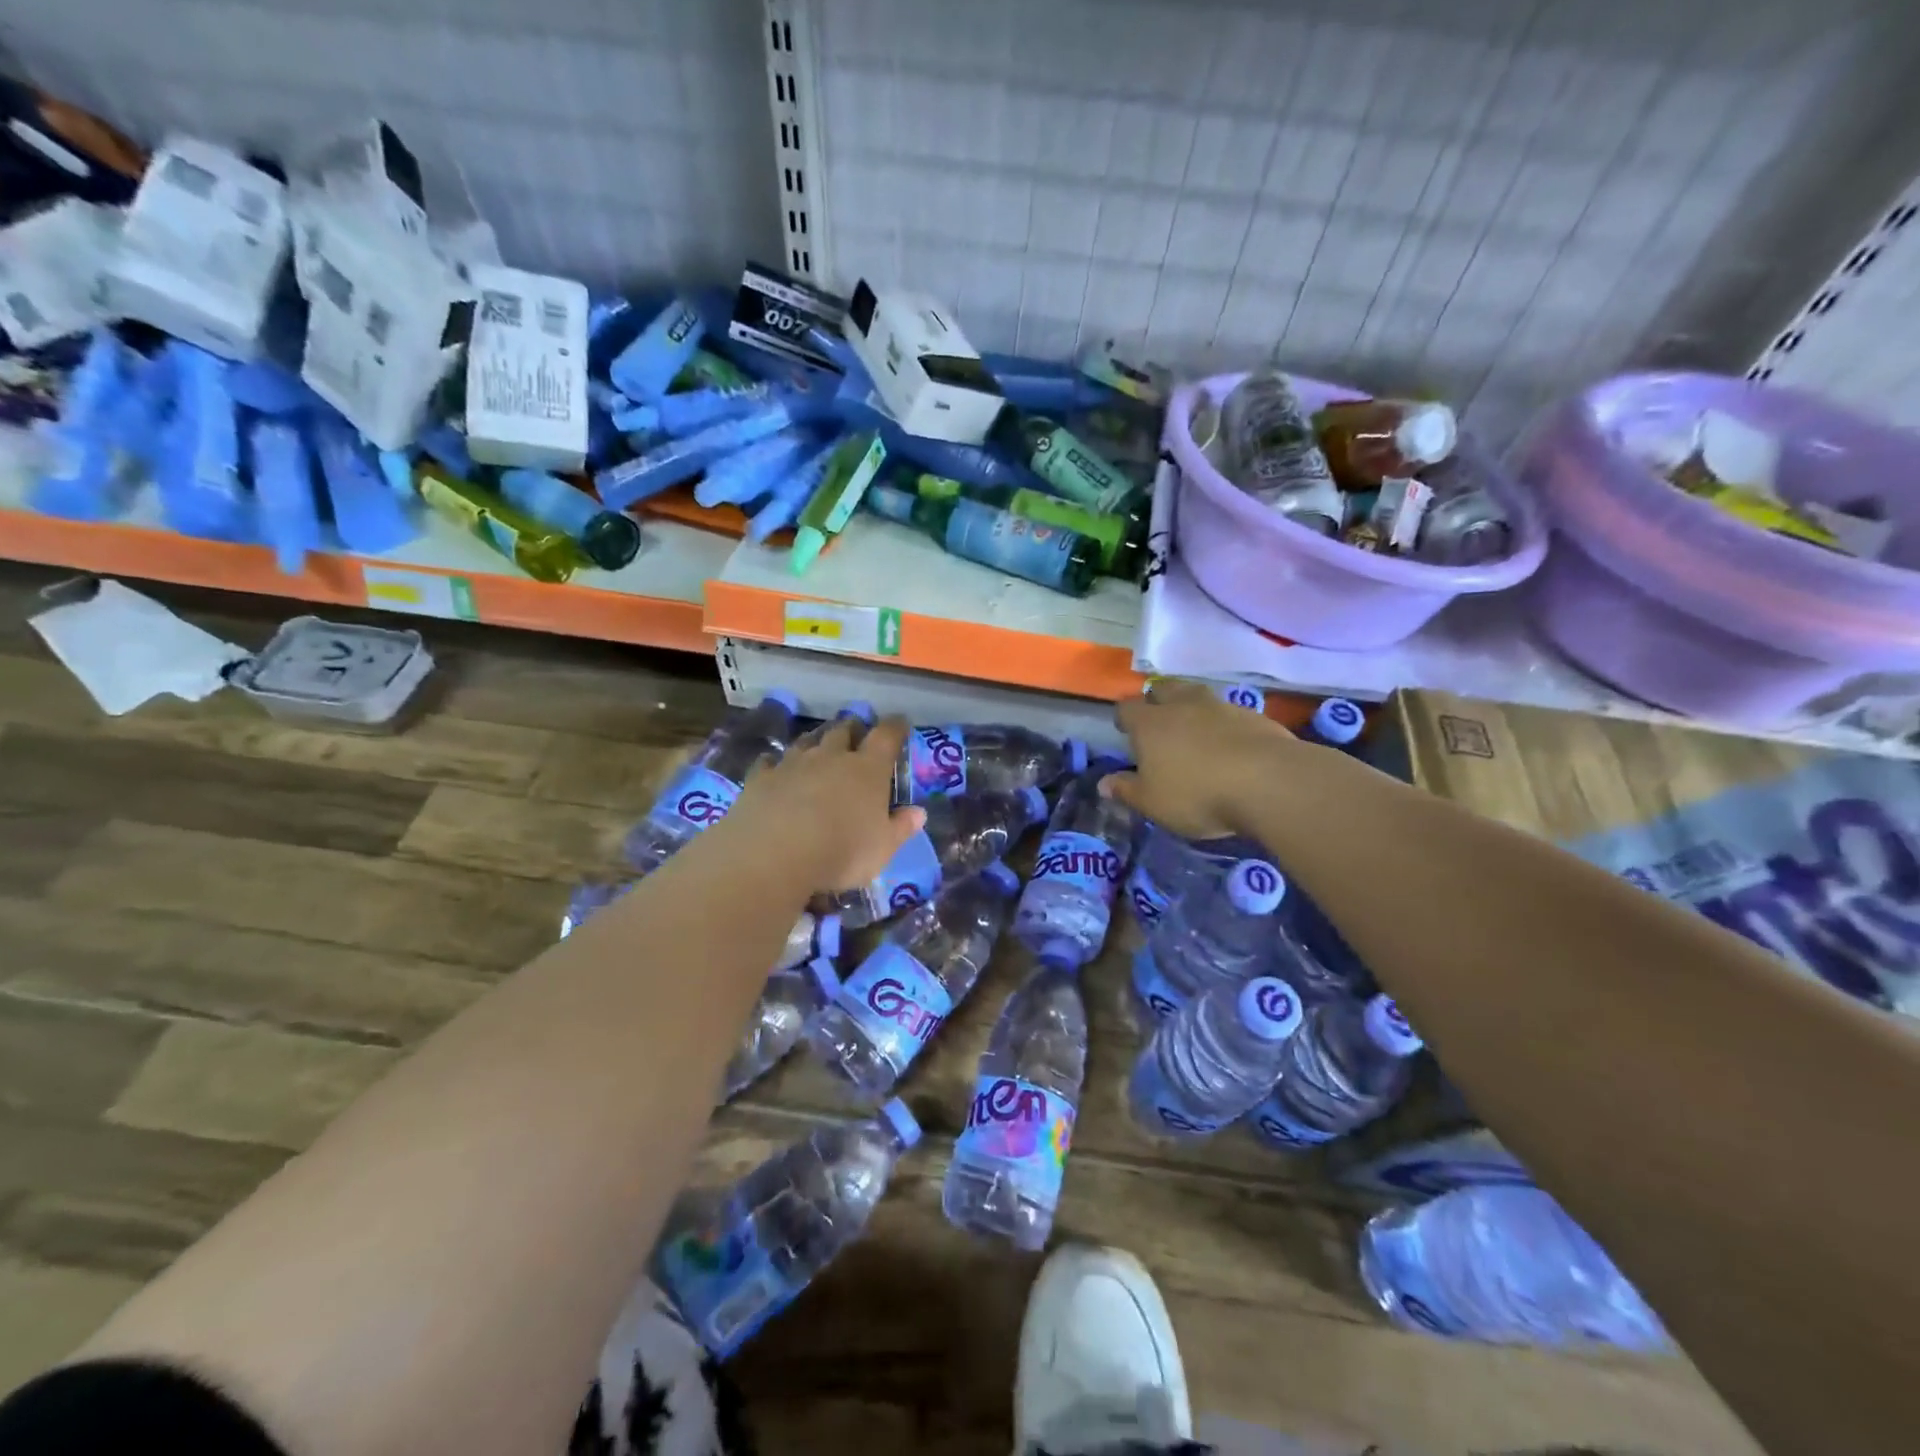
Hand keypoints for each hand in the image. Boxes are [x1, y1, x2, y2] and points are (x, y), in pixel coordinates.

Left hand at [727, 714, 925, 893]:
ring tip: (819, 747)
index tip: (900, 723)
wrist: (774, 855)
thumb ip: (901, 827)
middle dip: (852, 729)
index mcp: (867, 769)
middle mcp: (831, 756)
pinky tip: (774, 767)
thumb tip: (919, 813)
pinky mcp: (761, 777)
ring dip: (816, 741)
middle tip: (856, 734)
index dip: (895, 727)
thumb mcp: (883, 848)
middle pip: (843, 730)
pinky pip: (769, 762)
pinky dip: (775, 763)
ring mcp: (793, 763)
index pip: (886, 736)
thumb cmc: (842, 851)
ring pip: (807, 741)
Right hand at [1102, 680, 1304, 839]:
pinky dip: (1224, 724)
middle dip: (1158, 701)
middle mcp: (1183, 705)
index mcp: (1150, 723)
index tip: (1124, 730)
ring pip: (1199, 697)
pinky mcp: (1254, 716)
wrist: (1269, 782)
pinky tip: (1230, 745)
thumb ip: (1126, 790)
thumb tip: (1103, 784)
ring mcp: (1221, 706)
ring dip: (1193, 709)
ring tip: (1195, 731)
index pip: (1127, 708)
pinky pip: (1230, 713)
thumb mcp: (1152, 802)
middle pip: (1164, 690)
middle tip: (1159, 722)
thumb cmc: (1197, 793)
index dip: (1124, 718)